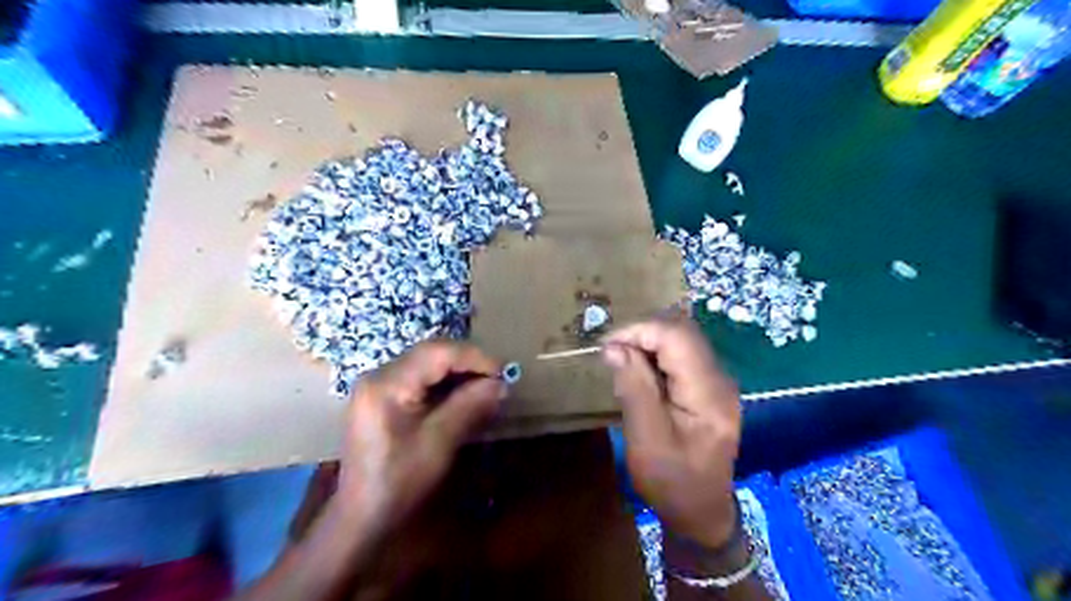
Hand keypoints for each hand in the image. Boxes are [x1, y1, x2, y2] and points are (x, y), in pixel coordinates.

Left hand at [343, 343, 510, 534]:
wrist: (363, 517)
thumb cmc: (400, 482)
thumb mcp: (439, 443)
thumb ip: (470, 406)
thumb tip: (501, 383)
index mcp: (386, 384)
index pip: (436, 352)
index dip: (473, 356)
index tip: (503, 371)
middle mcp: (379, 375)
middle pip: (431, 353)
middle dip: (468, 362)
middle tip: (497, 378)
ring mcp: (379, 386)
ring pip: (428, 364)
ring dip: (459, 372)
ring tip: (486, 386)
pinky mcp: (383, 398)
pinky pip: (421, 379)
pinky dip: (446, 384)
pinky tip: (464, 396)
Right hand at [601, 319, 745, 547]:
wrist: (701, 512)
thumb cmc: (672, 482)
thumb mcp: (646, 440)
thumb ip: (634, 389)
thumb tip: (614, 347)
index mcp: (710, 394)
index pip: (677, 338)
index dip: (640, 332)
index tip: (607, 347)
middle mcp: (720, 379)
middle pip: (683, 332)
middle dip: (643, 334)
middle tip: (612, 353)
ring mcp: (717, 381)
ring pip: (682, 339)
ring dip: (648, 342)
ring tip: (621, 360)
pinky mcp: (709, 387)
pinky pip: (682, 355)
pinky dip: (656, 354)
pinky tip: (639, 371)